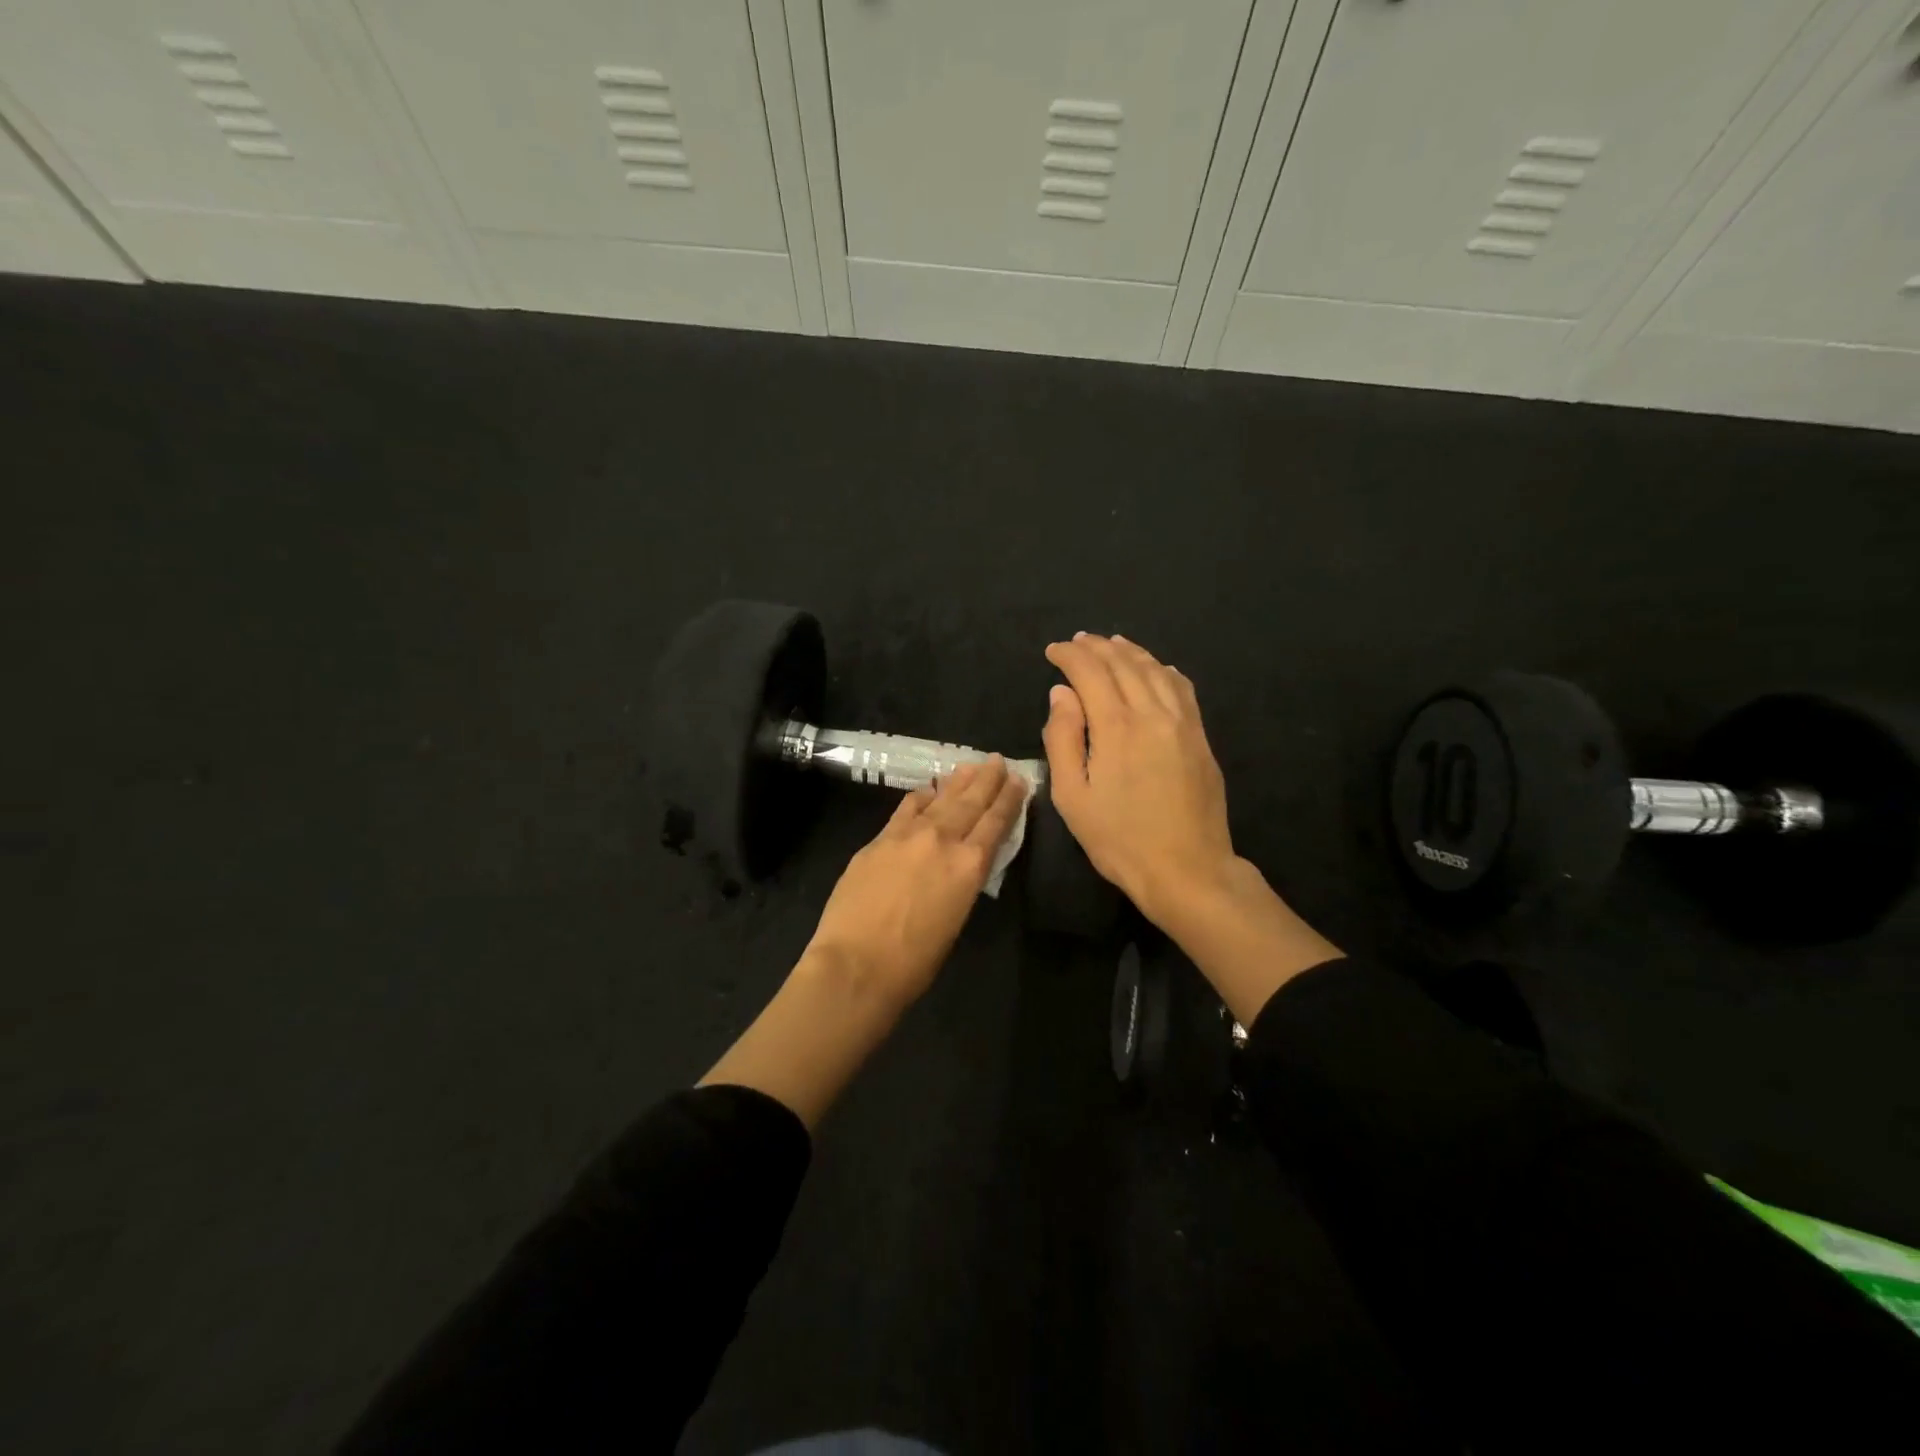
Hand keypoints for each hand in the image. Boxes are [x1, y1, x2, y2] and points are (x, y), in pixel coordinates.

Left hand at [804, 756, 1027, 1012]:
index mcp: (970, 866)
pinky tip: (928, 789)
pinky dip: (921, 796)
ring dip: (957, 781)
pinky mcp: (879, 840)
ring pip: (940, 800)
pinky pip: (906, 809)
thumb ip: (961, 882)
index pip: (996, 823)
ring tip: (970, 765)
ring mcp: (908, 836)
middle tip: (998, 761)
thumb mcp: (955, 920)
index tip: (1019, 781)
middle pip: (971, 802)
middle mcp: (943, 840)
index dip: (1009, 800)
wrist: (856, 964)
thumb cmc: (914, 962)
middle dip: (987, 780)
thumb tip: (960, 863)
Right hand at [1042, 632, 1341, 1023]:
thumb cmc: (1119, 839)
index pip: (1090, 672)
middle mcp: (1152, 713)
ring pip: (1155, 670)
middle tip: (1077, 641)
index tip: (1052, 651)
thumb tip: (1061, 694)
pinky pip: (1183, 688)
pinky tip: (1157, 668)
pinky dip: (1164, 670)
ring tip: (1112, 643)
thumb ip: (1062, 739)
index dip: (1069, 655)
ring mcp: (1182, 723)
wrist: (1187, 869)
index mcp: (1116, 726)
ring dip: (1131, 651)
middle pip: (1124, 663)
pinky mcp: (1200, 737)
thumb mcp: (1072, 797)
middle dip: (1097, 646)